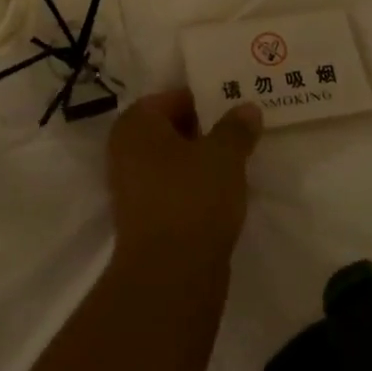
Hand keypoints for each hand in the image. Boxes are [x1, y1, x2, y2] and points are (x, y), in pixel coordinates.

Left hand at [106, 88, 262, 279]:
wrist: (169, 273)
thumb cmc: (193, 198)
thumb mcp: (224, 156)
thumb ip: (236, 128)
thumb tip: (247, 108)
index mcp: (136, 123)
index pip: (172, 97)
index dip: (205, 99)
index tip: (236, 105)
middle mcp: (125, 148)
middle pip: (170, 127)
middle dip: (204, 129)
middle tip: (241, 130)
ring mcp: (130, 183)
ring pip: (171, 159)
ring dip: (200, 159)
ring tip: (238, 160)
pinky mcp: (142, 214)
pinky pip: (171, 186)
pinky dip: (193, 184)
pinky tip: (223, 191)